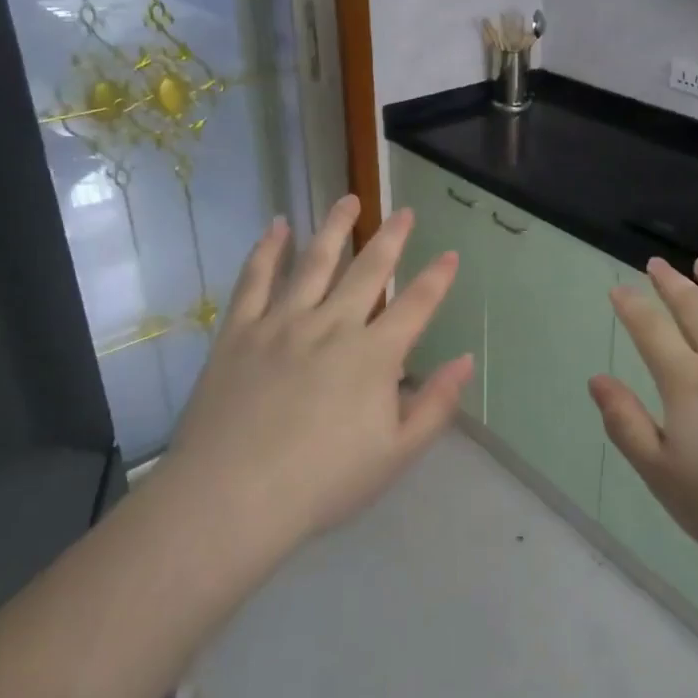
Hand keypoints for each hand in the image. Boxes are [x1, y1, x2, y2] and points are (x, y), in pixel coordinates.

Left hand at [164, 195, 473, 550]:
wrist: (232, 497)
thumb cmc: (322, 483)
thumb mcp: (395, 455)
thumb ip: (434, 405)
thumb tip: (465, 360)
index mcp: (374, 355)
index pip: (416, 305)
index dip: (437, 279)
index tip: (450, 255)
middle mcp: (333, 325)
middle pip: (369, 270)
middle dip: (391, 238)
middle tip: (403, 212)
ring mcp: (283, 322)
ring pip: (315, 261)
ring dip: (335, 228)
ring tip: (348, 200)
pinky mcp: (241, 330)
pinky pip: (256, 279)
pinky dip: (267, 250)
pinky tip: (276, 227)